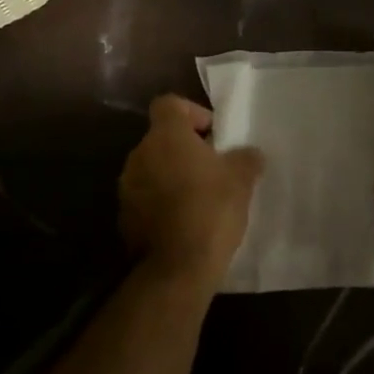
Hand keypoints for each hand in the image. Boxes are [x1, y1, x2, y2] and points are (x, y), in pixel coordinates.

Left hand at [119, 95, 263, 289]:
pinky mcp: (124, 216)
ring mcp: (127, 186)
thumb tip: (249, 153)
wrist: (176, 269)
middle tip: (213, 167)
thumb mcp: (241, 180)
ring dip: (173, 175)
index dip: (192, 112)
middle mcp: (139, 154)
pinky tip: (185, 220)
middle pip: (162, 138)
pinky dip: (162, 201)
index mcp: (165, 136)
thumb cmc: (210, 210)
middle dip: (186, 149)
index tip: (213, 134)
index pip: (169, 104)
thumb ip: (246, 158)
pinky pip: (146, 197)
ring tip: (201, 196)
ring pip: (153, 168)